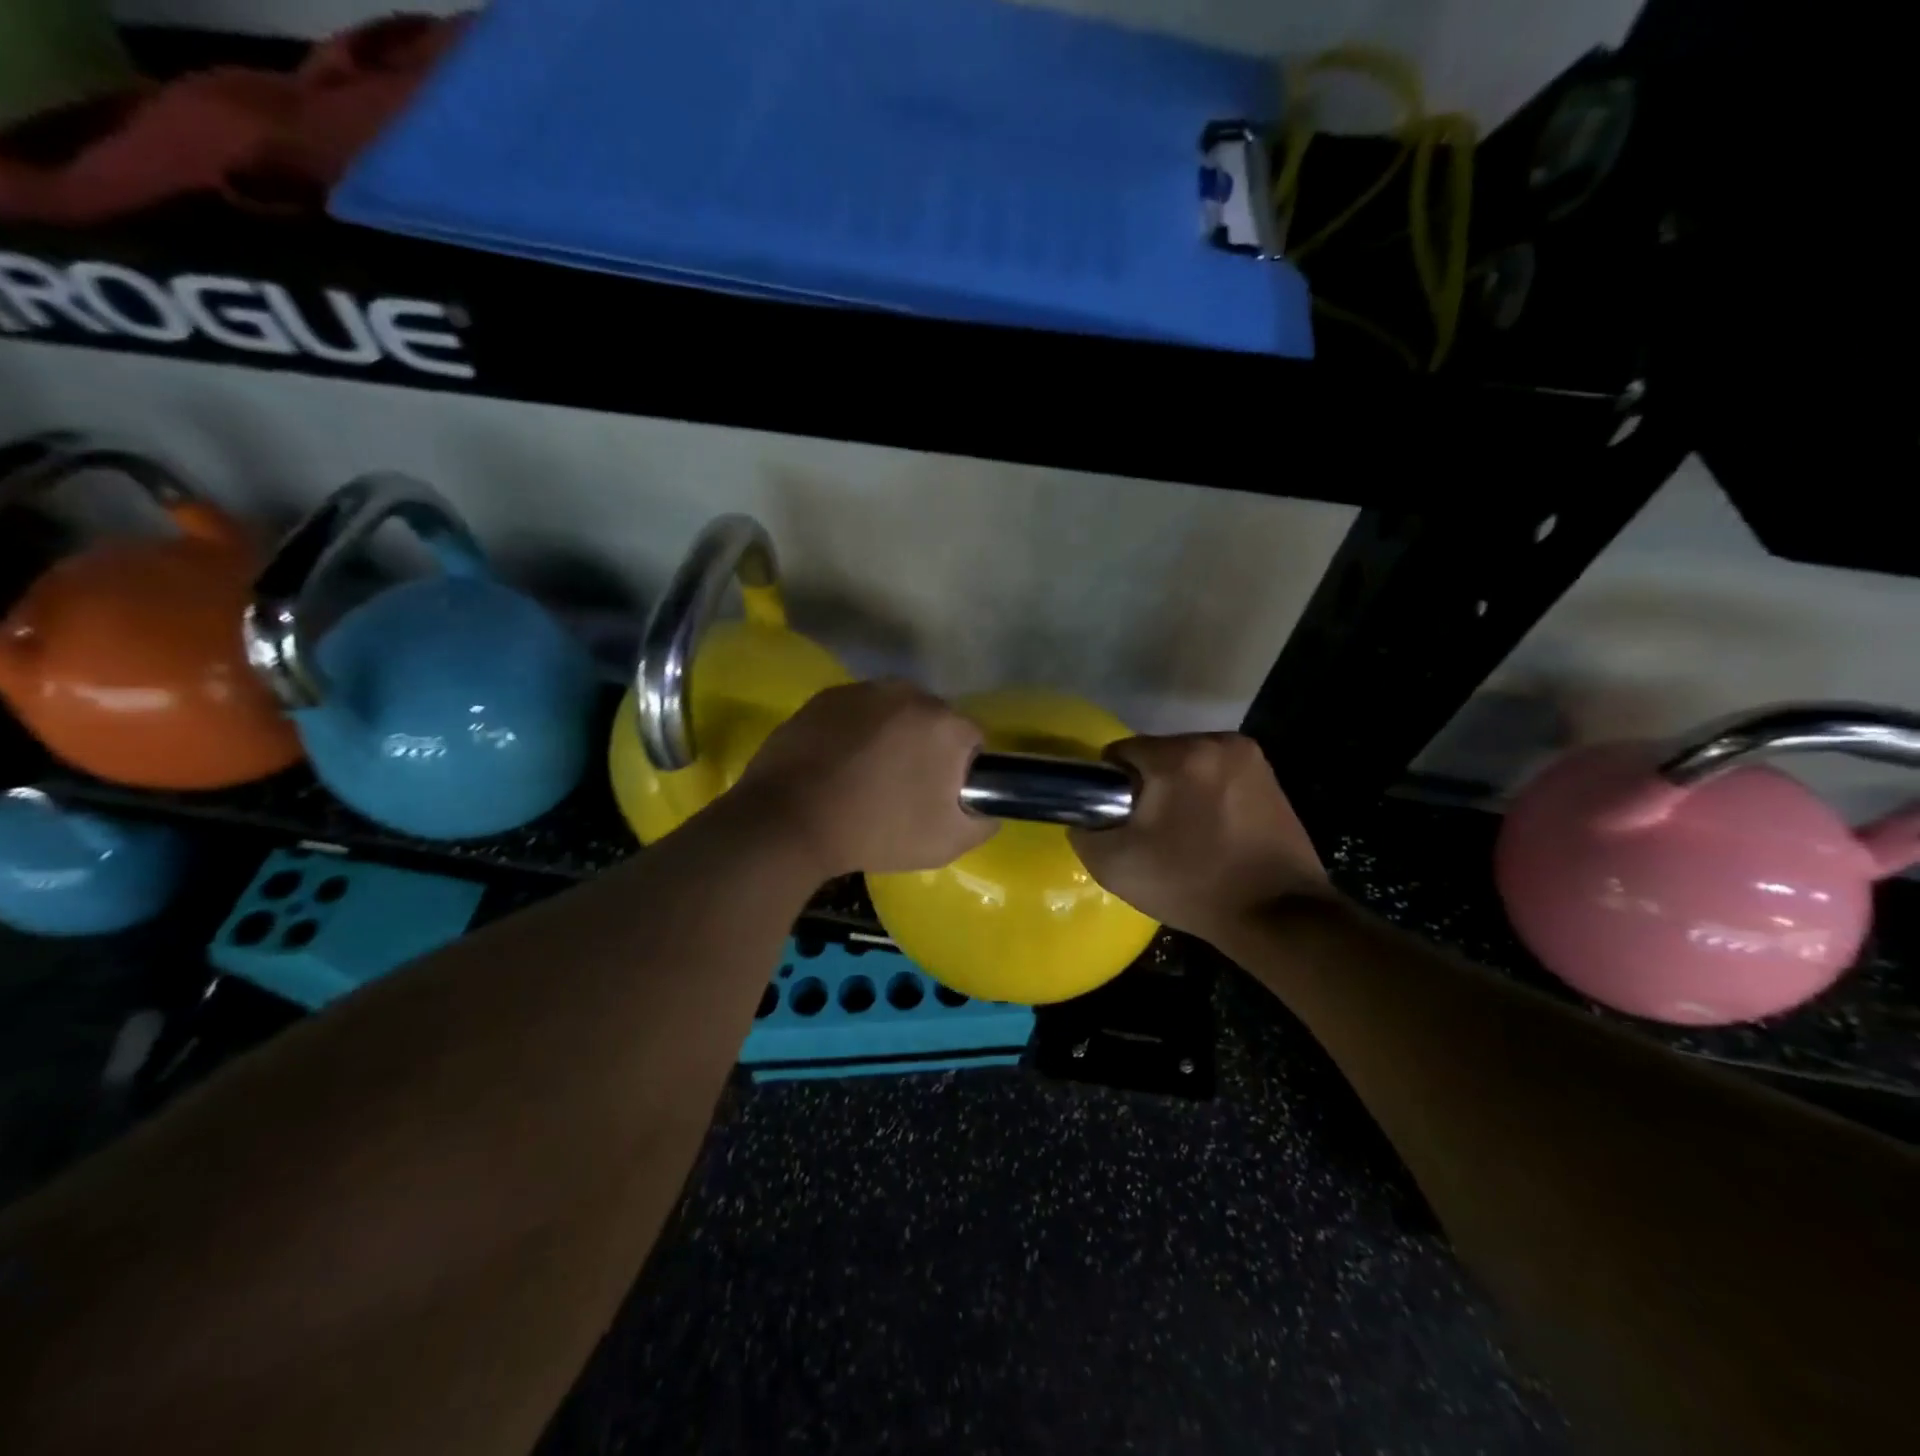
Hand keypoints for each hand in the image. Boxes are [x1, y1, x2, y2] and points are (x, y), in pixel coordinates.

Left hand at [734, 680, 996, 876]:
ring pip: (893, 712)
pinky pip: (856, 712)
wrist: (789, 822)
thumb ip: (983, 819)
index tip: (939, 796)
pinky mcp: (825, 696)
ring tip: (865, 775)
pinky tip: (837, 763)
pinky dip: (855, 731)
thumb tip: (987, 804)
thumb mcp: (947, 842)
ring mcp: (863, 690)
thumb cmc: (876, 831)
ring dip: (890, 736)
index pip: (972, 741)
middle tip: (902, 787)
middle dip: (925, 747)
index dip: (960, 770)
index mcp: (945, 723)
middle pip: (933, 720)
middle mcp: (909, 692)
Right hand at [1069, 733, 1328, 940]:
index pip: (1121, 752)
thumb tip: (1085, 816)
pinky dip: (1209, 793)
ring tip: (1185, 833)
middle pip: (1158, 753)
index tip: (1120, 819)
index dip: (1111, 786)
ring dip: (1180, 787)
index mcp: (1179, 756)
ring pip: (1190, 762)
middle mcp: (1217, 742)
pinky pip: (1219, 774)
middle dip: (1148, 785)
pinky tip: (1214, 830)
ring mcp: (1250, 757)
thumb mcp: (1116, 866)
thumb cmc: (1192, 886)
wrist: (1277, 915)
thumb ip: (1084, 831)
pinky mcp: (1271, 776)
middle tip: (1152, 831)